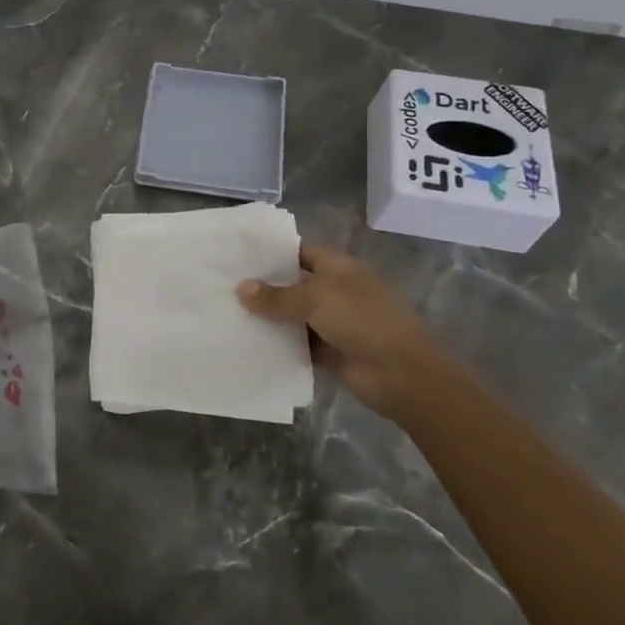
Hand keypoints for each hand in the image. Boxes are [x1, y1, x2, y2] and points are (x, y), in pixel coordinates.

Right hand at [237, 242, 463, 418]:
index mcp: (337, 268)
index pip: (299, 251)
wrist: (402, 374)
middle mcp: (333, 291)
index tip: (238, 255)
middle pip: (292, 284)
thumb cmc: (362, 321)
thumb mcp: (316, 299)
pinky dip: (278, 344)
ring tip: (226, 313)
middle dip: (263, 286)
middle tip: (222, 284)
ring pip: (292, 316)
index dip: (272, 252)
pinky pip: (297, 344)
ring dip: (268, 318)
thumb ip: (277, 296)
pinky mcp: (328, 352)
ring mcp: (332, 322)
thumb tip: (241, 288)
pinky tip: (247, 343)